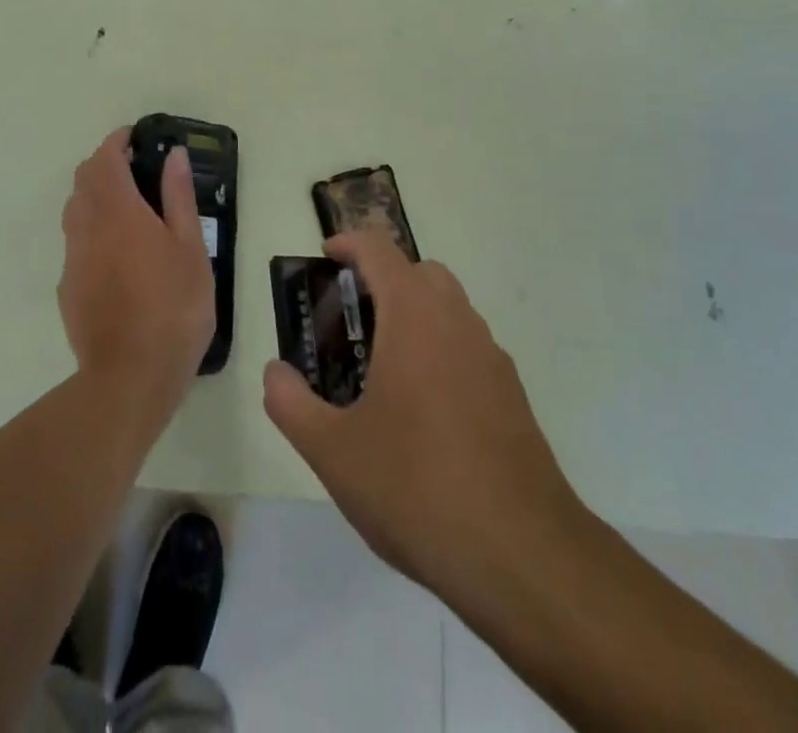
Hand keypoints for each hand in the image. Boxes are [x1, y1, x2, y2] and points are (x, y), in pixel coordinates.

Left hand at [60, 127, 214, 405]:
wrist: (130, 376)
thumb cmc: (173, 307)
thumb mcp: (190, 248)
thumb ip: (178, 197)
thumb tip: (173, 155)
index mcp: (119, 211)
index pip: (106, 158)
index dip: (117, 141)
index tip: (136, 137)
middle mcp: (87, 227)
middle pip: (83, 178)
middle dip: (104, 163)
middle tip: (137, 169)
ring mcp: (72, 258)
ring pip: (74, 209)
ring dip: (94, 194)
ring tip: (128, 208)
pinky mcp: (67, 287)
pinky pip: (75, 242)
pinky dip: (91, 229)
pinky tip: (117, 253)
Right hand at [263, 233, 592, 598]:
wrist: (522, 554)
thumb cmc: (416, 486)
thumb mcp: (332, 451)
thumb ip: (290, 403)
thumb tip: (275, 373)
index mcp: (414, 315)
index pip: (380, 250)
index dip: (348, 244)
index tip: (325, 256)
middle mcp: (458, 321)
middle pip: (420, 272)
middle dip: (383, 280)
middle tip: (350, 320)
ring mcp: (492, 357)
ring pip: (450, 309)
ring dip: (414, 315)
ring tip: (381, 369)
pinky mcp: (513, 395)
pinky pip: (469, 349)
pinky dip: (441, 352)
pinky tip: (423, 413)